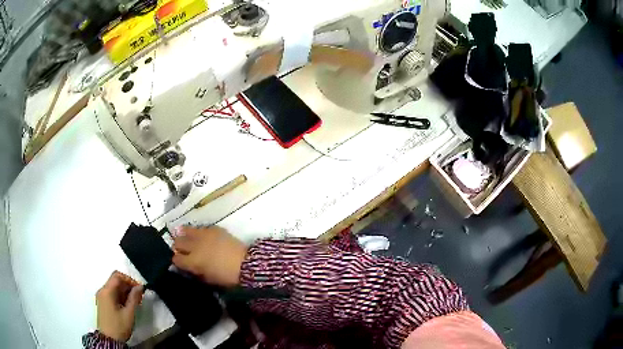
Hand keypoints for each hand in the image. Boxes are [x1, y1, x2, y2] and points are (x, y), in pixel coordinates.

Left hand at [96, 271, 143, 341]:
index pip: (117, 276)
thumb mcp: (129, 313)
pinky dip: (121, 297)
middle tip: (140, 297)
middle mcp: (102, 291)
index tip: (139, 288)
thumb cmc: (119, 326)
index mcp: (107, 291)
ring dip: (125, 292)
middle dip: (128, 287)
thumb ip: (134, 298)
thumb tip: (140, 286)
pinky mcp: (103, 303)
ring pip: (114, 288)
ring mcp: (101, 297)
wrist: (109, 340)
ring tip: (136, 302)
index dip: (129, 279)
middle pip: (115, 281)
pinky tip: (128, 306)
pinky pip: (112, 294)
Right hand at [172, 226, 247, 286]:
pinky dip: (199, 233)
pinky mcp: (213, 228)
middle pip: (177, 242)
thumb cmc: (227, 276)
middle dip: (178, 247)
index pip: (176, 259)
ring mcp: (203, 235)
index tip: (180, 262)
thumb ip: (195, 272)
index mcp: (193, 261)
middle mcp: (194, 245)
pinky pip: (200, 228)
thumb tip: (188, 268)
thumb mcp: (208, 279)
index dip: (177, 261)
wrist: (246, 263)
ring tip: (188, 240)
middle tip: (183, 251)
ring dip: (185, 236)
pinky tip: (203, 237)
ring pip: (185, 230)